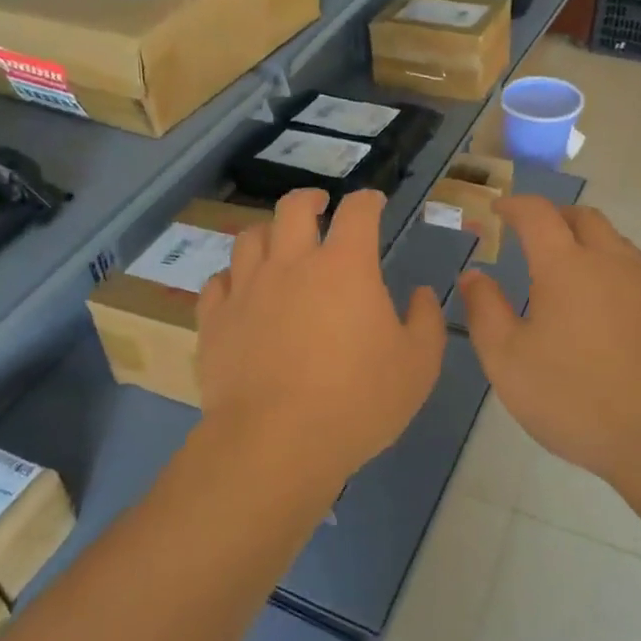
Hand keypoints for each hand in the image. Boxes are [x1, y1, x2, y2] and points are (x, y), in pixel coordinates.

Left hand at [196, 189, 445, 498]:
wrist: (276, 442)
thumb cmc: (357, 401)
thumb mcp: (418, 365)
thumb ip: (426, 321)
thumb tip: (421, 293)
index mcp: (344, 266)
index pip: (357, 211)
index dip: (368, 200)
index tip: (374, 203)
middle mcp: (291, 263)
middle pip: (293, 208)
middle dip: (310, 198)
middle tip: (319, 205)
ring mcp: (247, 289)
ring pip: (249, 237)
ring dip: (268, 233)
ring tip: (277, 244)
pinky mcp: (215, 320)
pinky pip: (217, 282)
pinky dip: (232, 278)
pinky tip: (240, 290)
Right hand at [456, 198, 640, 503]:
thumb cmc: (577, 399)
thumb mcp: (508, 361)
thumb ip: (485, 311)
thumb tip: (474, 275)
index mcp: (567, 267)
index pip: (538, 215)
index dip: (514, 205)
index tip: (498, 209)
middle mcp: (612, 264)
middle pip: (585, 218)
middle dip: (554, 217)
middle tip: (530, 236)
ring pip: (615, 244)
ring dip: (586, 243)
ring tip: (563, 273)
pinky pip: (634, 275)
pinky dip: (608, 272)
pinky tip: (598, 313)